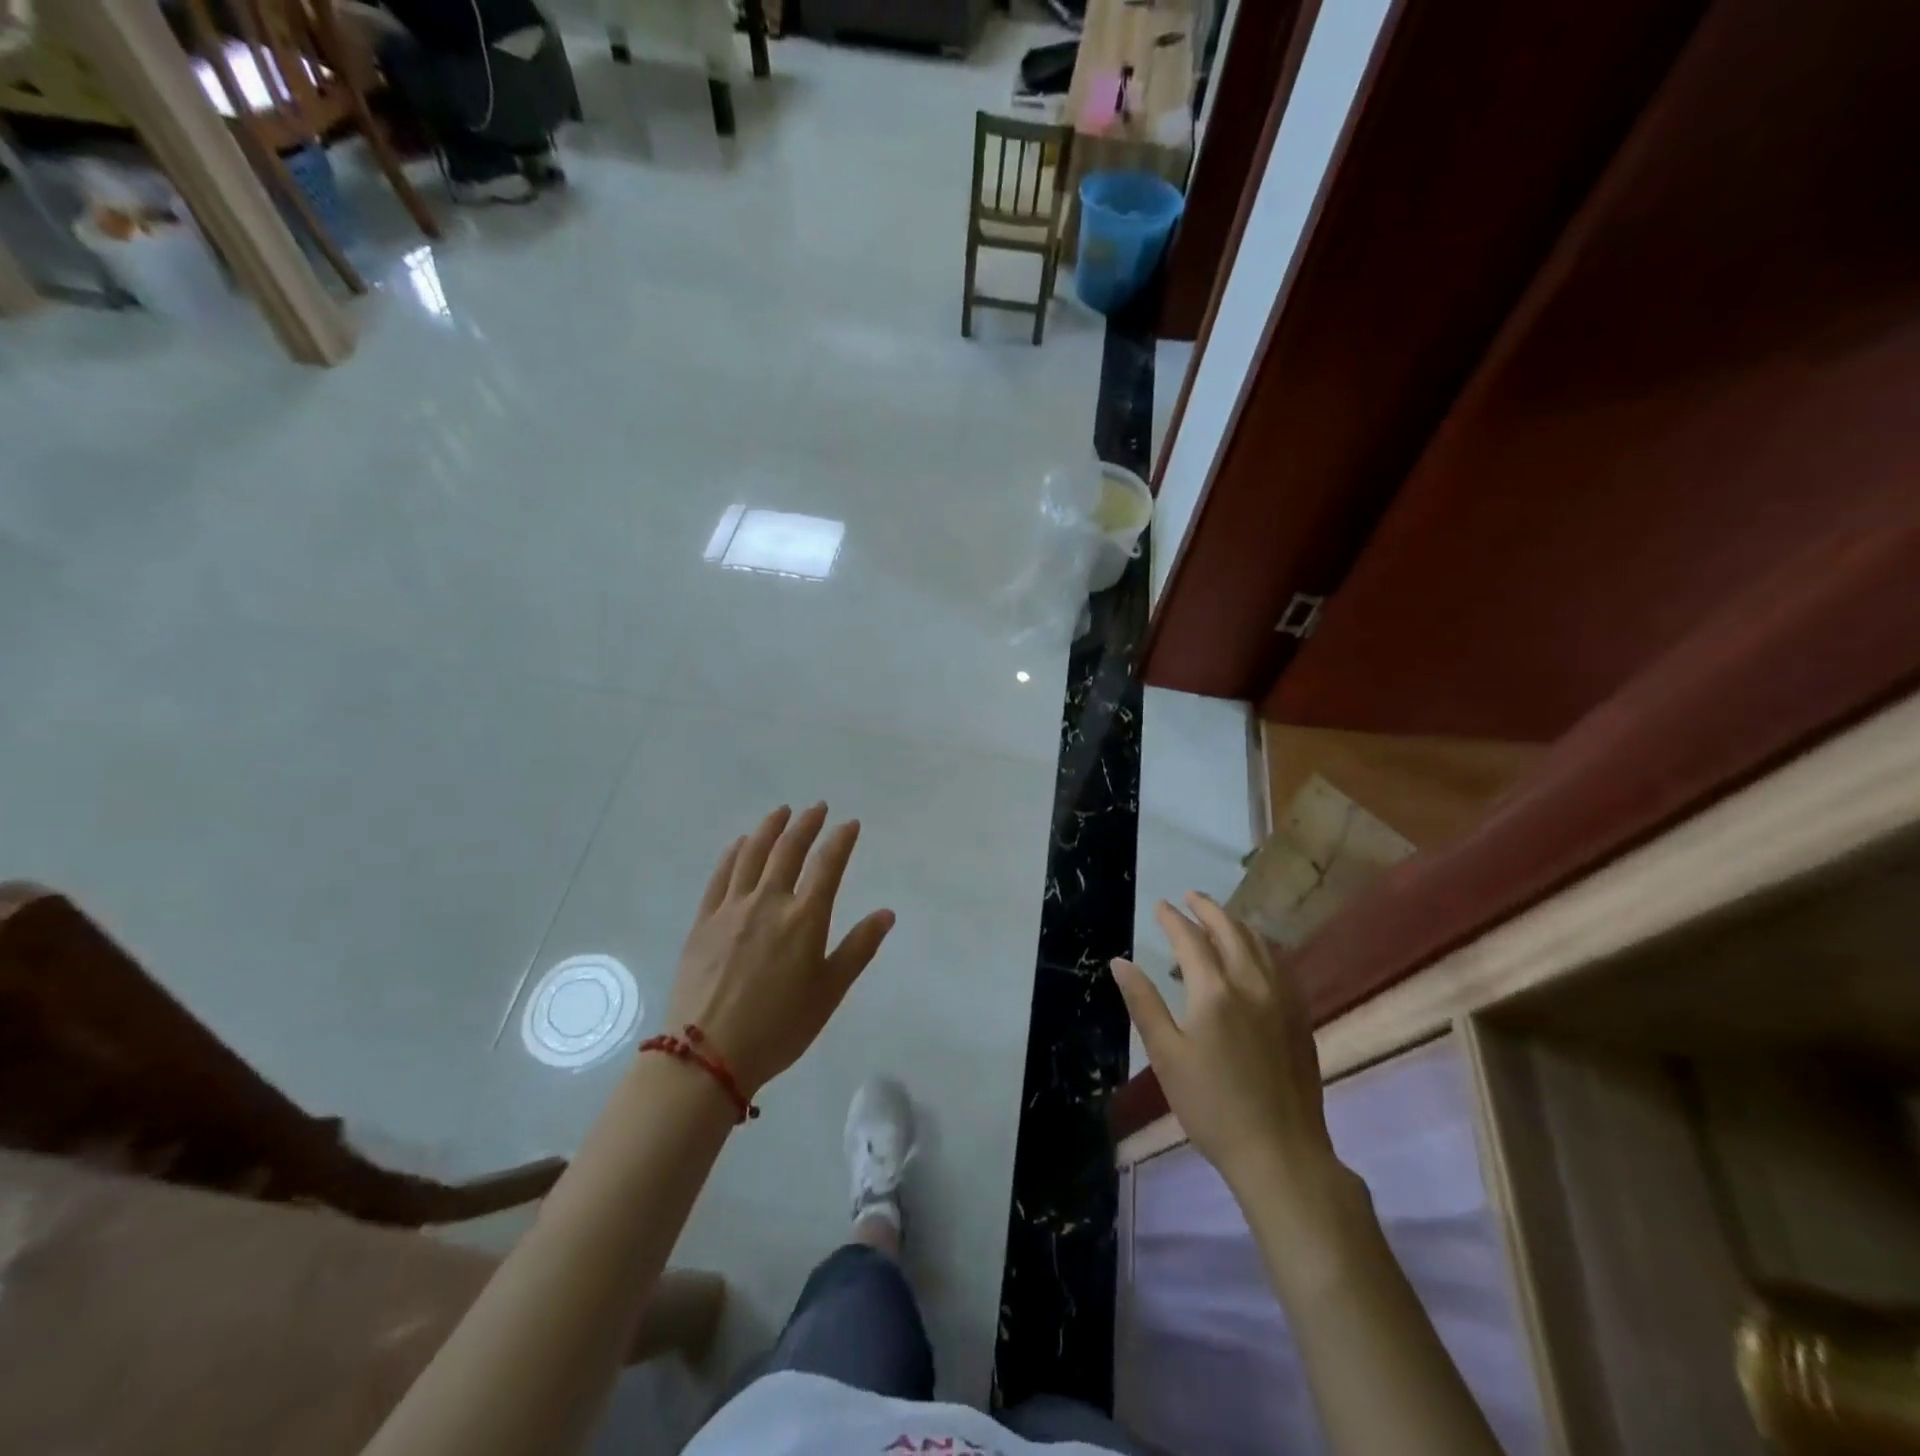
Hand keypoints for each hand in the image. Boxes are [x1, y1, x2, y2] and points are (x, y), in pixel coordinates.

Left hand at [665, 804, 894, 1096]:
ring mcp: (731, 909)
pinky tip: (740, 843)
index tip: (850, 823)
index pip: (828, 865)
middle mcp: (768, 902)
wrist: (707, 1055)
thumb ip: (859, 948)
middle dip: (806, 824)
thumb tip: (886, 913)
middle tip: (817, 808)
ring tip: (781, 812)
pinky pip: (720, 876)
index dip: (841, 840)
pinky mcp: (704, 921)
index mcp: (804, 919)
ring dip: (769, 828)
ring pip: (752, 855)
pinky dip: (733, 853)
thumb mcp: (829, 992)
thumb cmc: (779, 1027)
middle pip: (789, 850)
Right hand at [1112, 894, 1336, 1195]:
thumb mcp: (1166, 1056)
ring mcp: (1283, 999)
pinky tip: (1256, 955)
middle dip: (1208, 909)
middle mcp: (1252, 984)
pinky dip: (1262, 946)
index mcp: (1214, 992)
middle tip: (1190, 897)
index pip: (1190, 939)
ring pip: (1261, 943)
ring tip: (1219, 918)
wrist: (1281, 1153)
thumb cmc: (1212, 1106)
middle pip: (1231, 930)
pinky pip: (1280, 964)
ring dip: (1237, 923)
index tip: (1160, 904)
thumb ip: (1144, 1003)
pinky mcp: (1300, 1017)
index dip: (1173, 918)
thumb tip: (1120, 962)